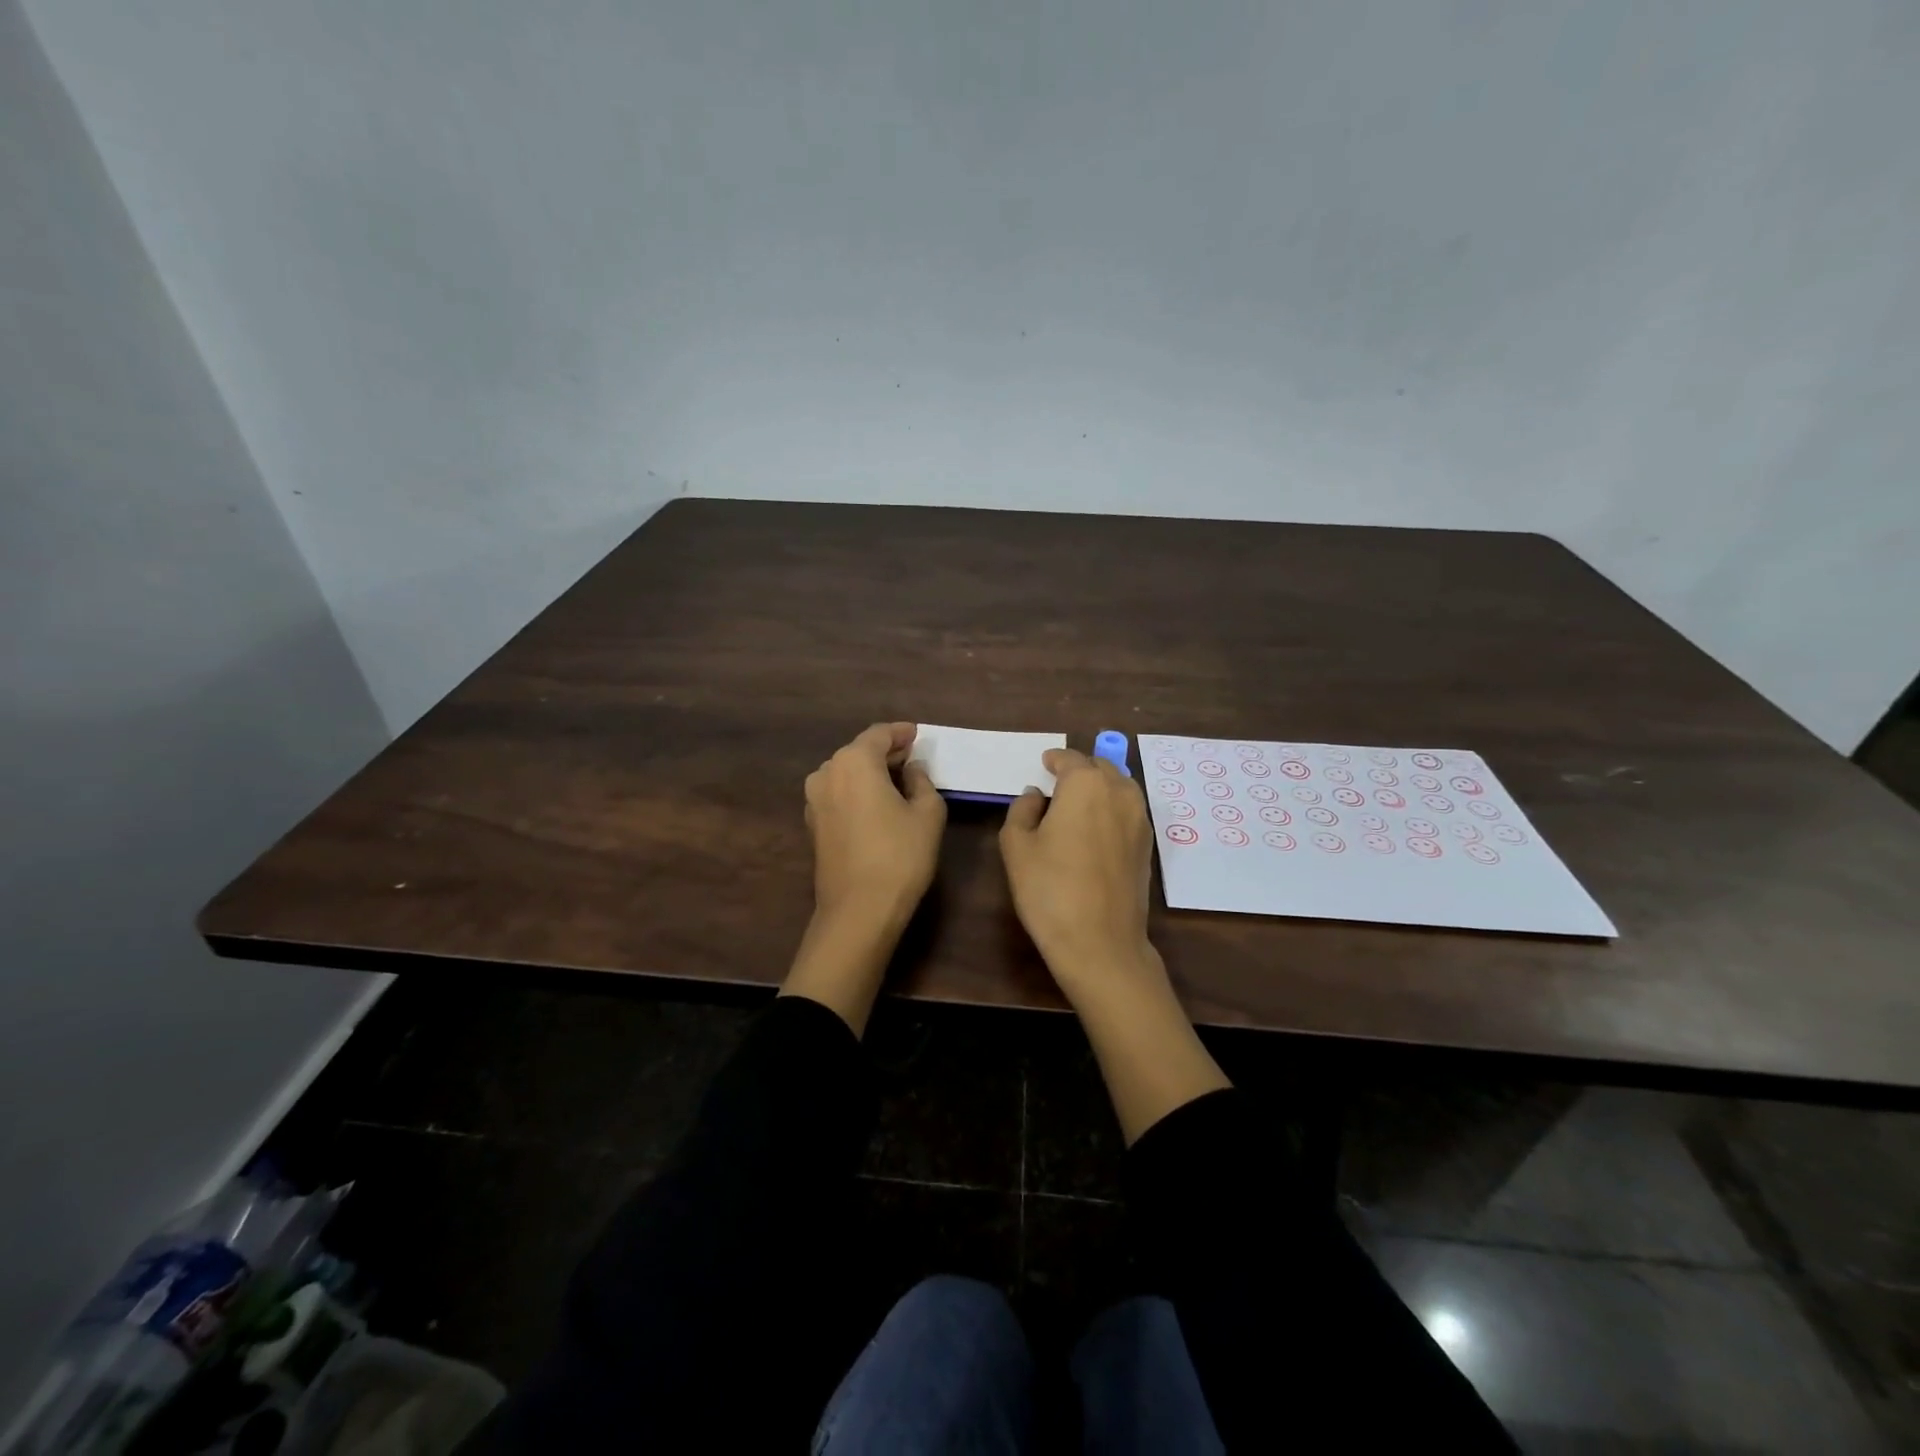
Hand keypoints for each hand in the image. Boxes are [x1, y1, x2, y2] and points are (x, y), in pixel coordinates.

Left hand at [804, 721, 945, 932]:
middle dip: (885, 752)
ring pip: (846, 773)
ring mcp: (814, 800)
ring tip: (896, 781)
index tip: (917, 734)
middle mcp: (827, 773)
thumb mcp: (928, 813)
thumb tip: (911, 769)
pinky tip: (876, 804)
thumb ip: (921, 781)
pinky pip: (838, 794)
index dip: (900, 733)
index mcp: (854, 762)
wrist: (859, 910)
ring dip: (870, 772)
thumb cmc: (900, 855)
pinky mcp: (813, 824)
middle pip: (859, 751)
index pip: (879, 734)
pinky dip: (857, 791)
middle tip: (911, 757)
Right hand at [999, 747, 1155, 992]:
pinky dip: (1112, 810)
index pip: (1069, 759)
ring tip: (1078, 806)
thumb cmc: (1049, 889)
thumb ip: (1023, 809)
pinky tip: (1095, 831)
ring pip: (1119, 788)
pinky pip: (1128, 812)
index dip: (1054, 760)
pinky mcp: (1148, 845)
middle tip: (1058, 786)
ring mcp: (1140, 819)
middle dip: (1079, 771)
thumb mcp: (1017, 846)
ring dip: (1100, 788)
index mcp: (1086, 784)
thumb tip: (1037, 795)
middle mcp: (1119, 792)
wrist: (1100, 942)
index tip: (1044, 764)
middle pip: (1099, 768)